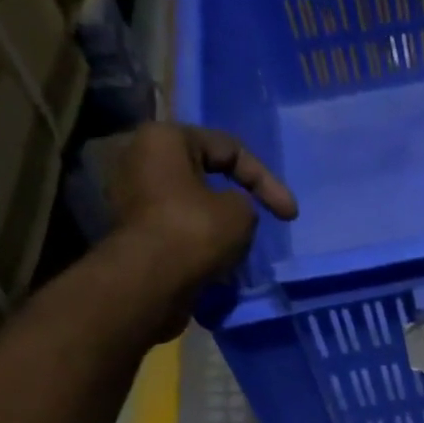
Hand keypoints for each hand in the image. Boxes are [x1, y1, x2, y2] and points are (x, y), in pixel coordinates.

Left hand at [103, 122, 297, 291]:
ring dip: (221, 222)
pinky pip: (179, 227)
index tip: (290, 215)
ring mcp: (132, 197)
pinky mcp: (135, 232)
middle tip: (262, 221)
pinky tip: (221, 260)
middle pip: (205, 173)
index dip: (266, 180)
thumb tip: (230, 210)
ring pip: (192, 203)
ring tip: (243, 245)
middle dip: (238, 198)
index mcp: (164, 139)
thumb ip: (244, 201)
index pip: (229, 148)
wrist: (149, 283)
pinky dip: (202, 240)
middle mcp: (141, 159)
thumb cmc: (196, 232)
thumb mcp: (241, 210)